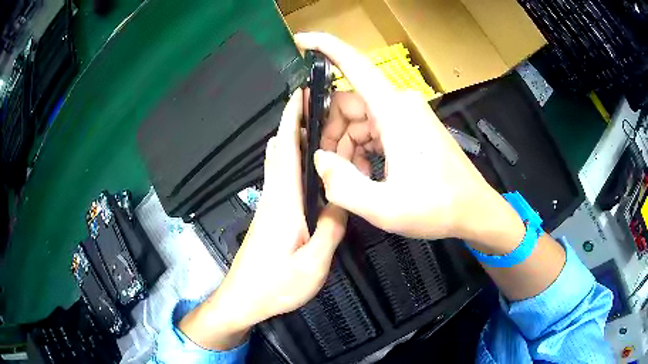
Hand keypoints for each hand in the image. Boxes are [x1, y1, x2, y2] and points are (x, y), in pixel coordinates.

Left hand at [179, 90, 346, 349]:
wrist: (242, 299)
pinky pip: (282, 178)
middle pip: (279, 149)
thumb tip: (341, 202)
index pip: (286, 149)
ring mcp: (269, 205)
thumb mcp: (313, 264)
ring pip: (279, 162)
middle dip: (293, 122)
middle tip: (319, 107)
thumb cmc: (275, 286)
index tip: (300, 94)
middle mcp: (274, 196)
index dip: (291, 118)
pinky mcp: (270, 216)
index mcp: (284, 202)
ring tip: (320, 129)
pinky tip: (310, 167)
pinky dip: (293, 161)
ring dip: (294, 139)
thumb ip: (330, 230)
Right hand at [295, 32, 524, 251]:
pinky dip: (363, 148)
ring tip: (353, 180)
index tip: (300, 42)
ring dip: (347, 146)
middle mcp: (400, 104)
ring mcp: (407, 114)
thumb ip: (343, 185)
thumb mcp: (385, 207)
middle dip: (332, 133)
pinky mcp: (411, 126)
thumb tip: (320, 159)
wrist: (474, 210)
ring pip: (359, 118)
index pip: (354, 63)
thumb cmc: (438, 208)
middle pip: (349, 103)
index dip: (324, 46)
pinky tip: (367, 174)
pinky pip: (375, 128)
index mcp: (394, 112)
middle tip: (329, 169)